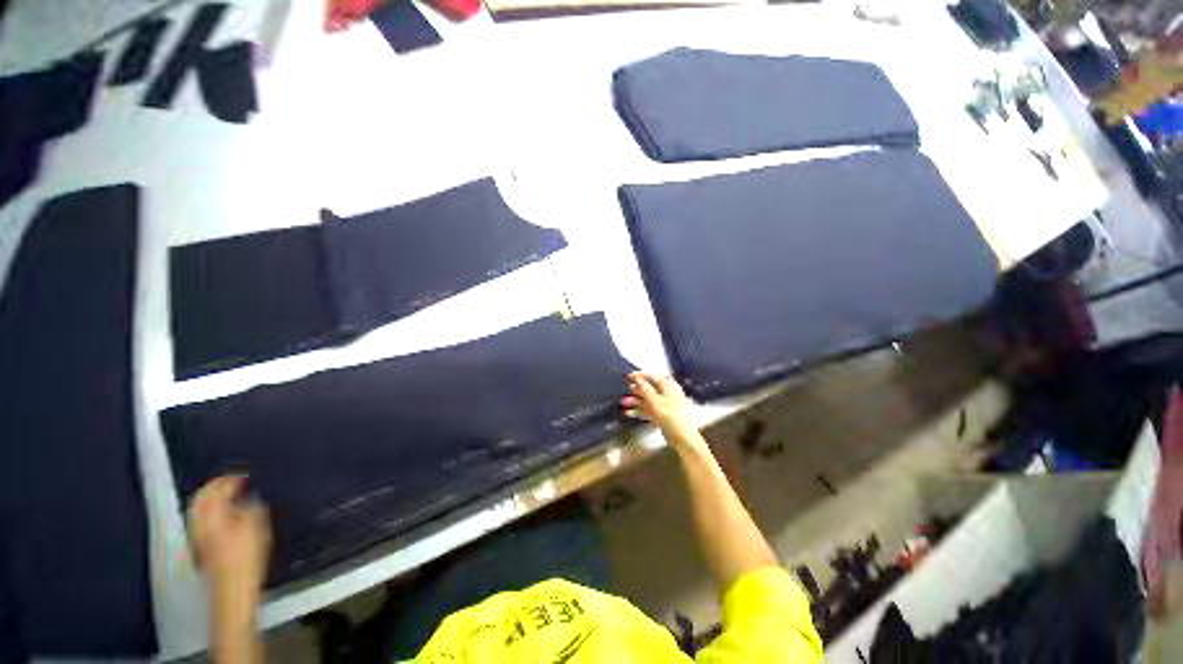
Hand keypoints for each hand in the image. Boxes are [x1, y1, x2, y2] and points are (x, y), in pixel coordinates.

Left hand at [188, 475, 271, 607]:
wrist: (230, 593)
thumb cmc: (244, 561)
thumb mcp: (256, 532)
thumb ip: (255, 511)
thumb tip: (255, 499)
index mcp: (211, 506)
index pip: (221, 485)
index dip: (234, 480)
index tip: (247, 478)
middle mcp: (199, 514)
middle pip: (206, 494)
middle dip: (219, 489)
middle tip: (235, 488)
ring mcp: (196, 532)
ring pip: (203, 509)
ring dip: (214, 504)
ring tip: (229, 506)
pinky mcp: (199, 547)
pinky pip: (203, 523)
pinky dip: (211, 518)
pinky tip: (223, 526)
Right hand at [621, 371, 700, 445]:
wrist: (681, 437)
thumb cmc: (670, 417)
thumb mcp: (655, 402)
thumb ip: (645, 389)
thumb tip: (636, 378)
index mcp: (668, 386)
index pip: (653, 376)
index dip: (640, 375)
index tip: (627, 376)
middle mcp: (667, 393)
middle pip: (650, 388)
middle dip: (636, 390)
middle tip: (624, 390)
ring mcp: (665, 405)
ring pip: (648, 400)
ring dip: (636, 401)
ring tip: (623, 403)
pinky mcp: (663, 415)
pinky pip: (649, 409)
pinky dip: (640, 410)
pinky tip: (629, 413)